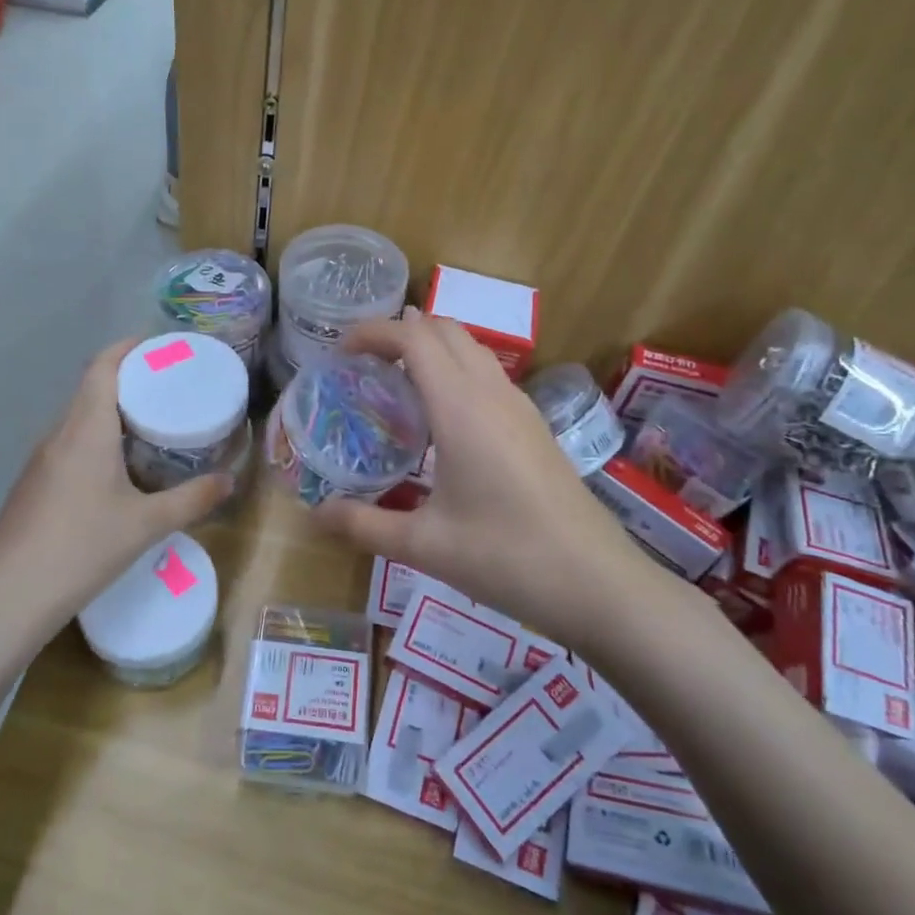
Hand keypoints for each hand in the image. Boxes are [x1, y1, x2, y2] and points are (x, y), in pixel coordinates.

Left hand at [0, 340, 232, 628]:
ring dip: (112, 412)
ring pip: (79, 418)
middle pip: (91, 388)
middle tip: (170, 389)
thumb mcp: (146, 525)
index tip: (161, 347)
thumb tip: (229, 481)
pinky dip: (97, 439)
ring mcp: (40, 460)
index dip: (129, 348)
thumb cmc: (82, 549)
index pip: (103, 367)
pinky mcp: (33, 484)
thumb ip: (192, 500)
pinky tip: (118, 469)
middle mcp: (59, 434)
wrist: (8, 597)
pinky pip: (69, 444)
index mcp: (85, 430)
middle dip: (130, 380)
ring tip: (151, 425)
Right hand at [313, 315, 656, 639]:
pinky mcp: (535, 428)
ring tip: (395, 386)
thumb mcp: (424, 546)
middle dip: (400, 333)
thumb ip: (363, 525)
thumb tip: (315, 515)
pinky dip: (455, 373)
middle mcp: (493, 394)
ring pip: (471, 350)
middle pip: (445, 330)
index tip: (340, 352)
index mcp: (462, 407)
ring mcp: (521, 408)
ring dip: (431, 350)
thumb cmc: (507, 557)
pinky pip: (488, 377)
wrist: (599, 584)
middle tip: (363, 365)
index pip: (414, 337)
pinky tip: (440, 422)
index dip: (373, 332)